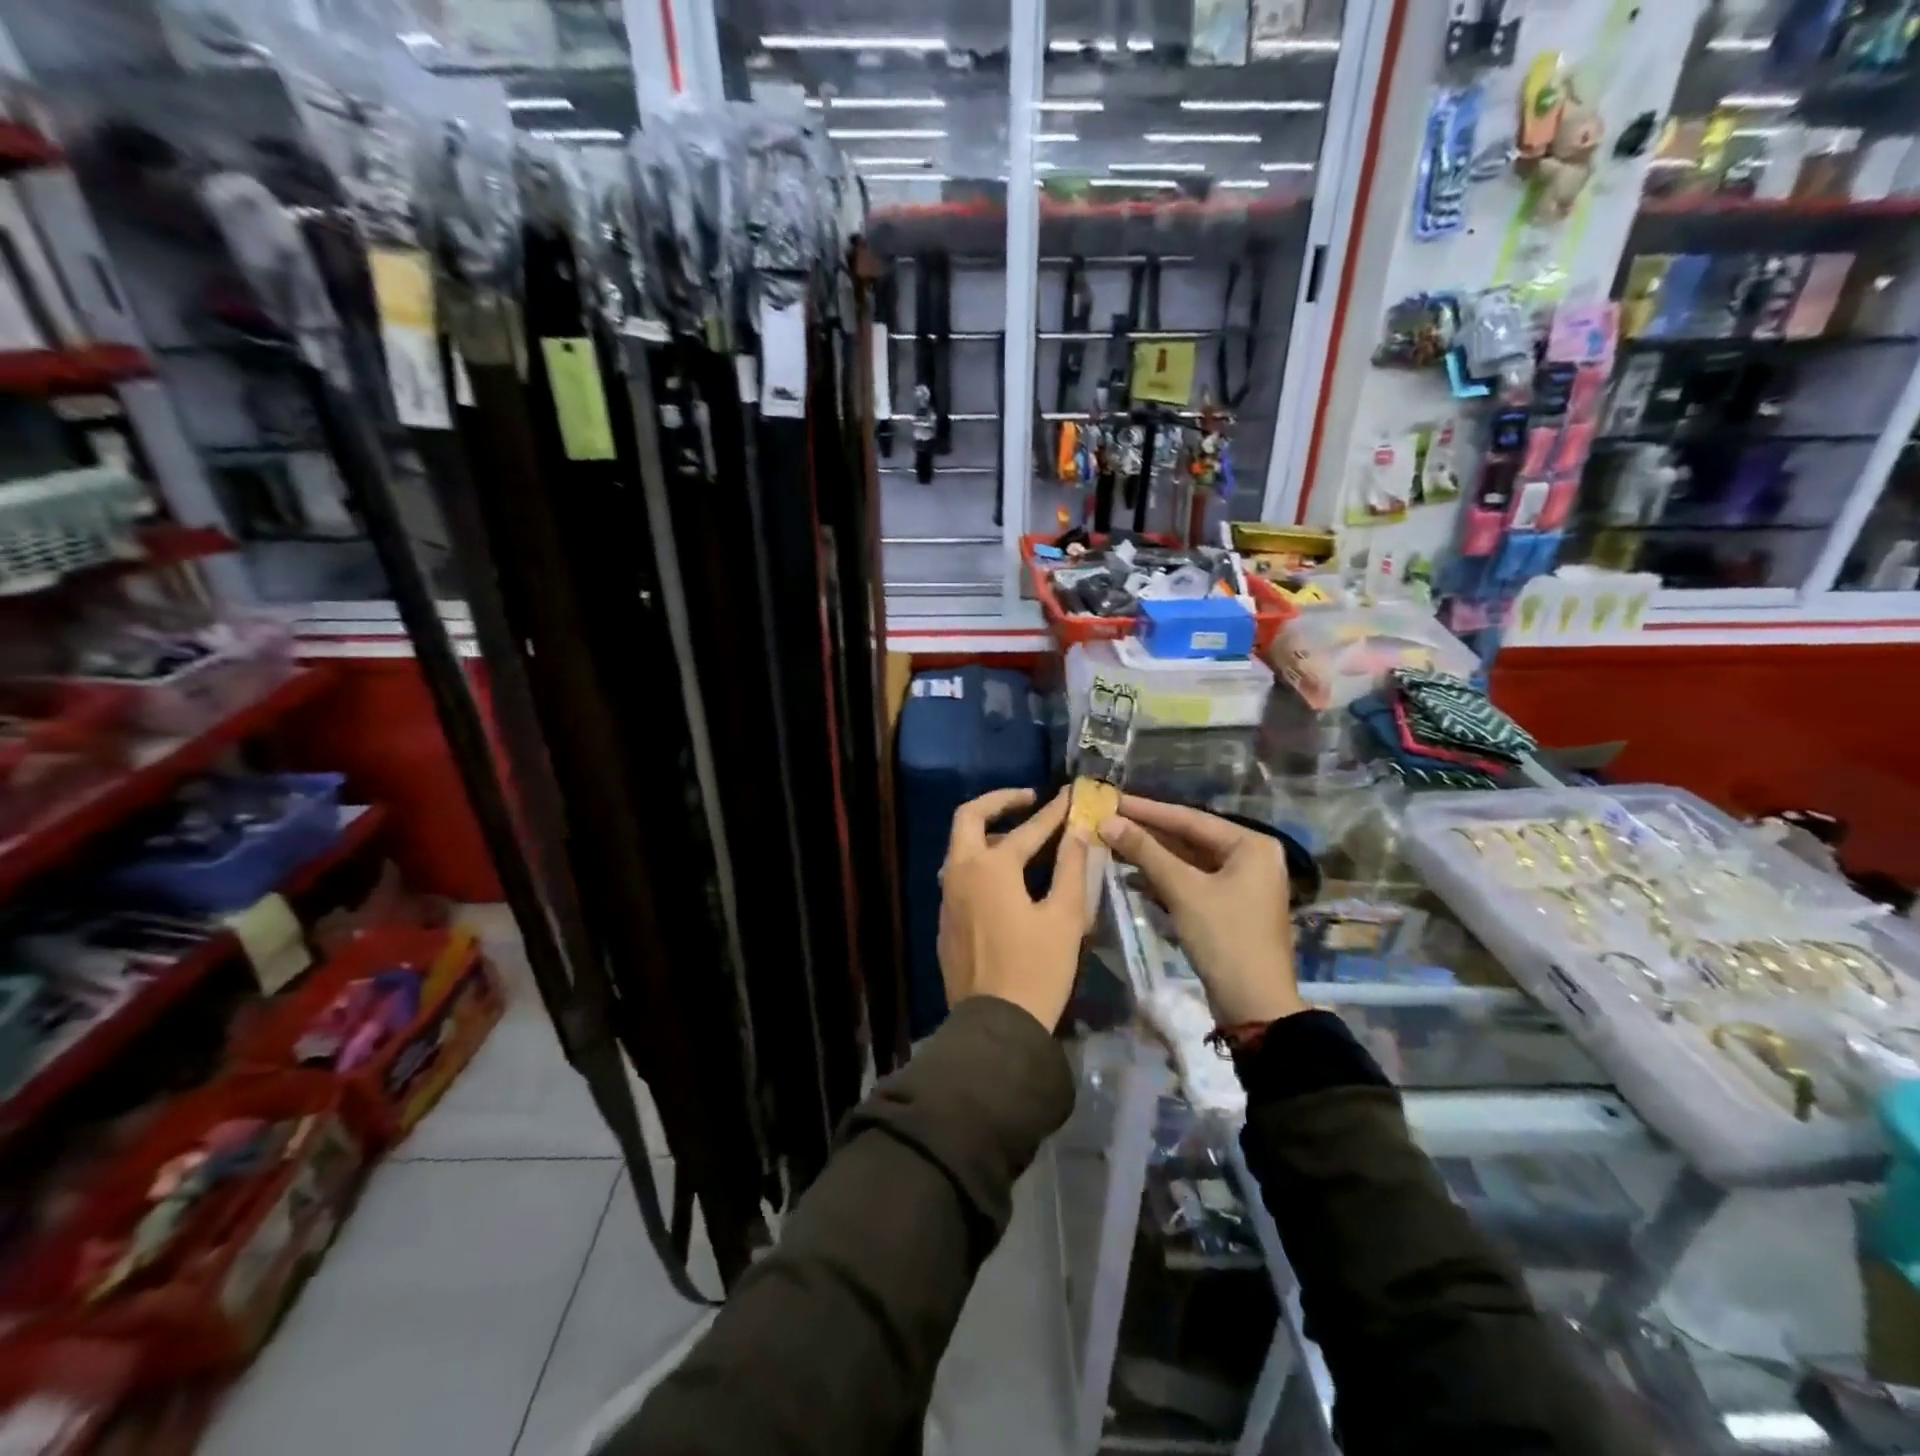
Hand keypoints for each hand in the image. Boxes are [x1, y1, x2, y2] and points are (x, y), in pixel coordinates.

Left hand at [938, 787, 1092, 1030]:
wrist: (995, 1026)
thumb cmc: (1036, 970)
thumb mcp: (1065, 918)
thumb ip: (1072, 868)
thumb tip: (1079, 832)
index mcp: (991, 867)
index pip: (1029, 829)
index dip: (1054, 811)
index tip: (1071, 795)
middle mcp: (960, 872)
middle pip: (968, 818)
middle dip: (998, 802)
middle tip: (1028, 801)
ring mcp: (947, 897)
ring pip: (960, 847)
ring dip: (987, 833)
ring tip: (1021, 840)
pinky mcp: (945, 920)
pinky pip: (959, 875)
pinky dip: (980, 863)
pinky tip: (1005, 880)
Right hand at [1098, 795, 1303, 1026]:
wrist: (1254, 1005)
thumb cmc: (1224, 938)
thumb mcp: (1183, 890)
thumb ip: (1145, 852)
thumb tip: (1108, 821)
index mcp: (1251, 845)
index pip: (1191, 818)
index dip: (1148, 810)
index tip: (1113, 799)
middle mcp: (1251, 858)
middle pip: (1190, 838)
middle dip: (1148, 833)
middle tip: (1108, 819)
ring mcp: (1241, 884)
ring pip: (1189, 861)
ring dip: (1152, 856)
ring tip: (1112, 843)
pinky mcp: (1229, 907)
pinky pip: (1192, 882)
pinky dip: (1164, 878)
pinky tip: (1132, 874)